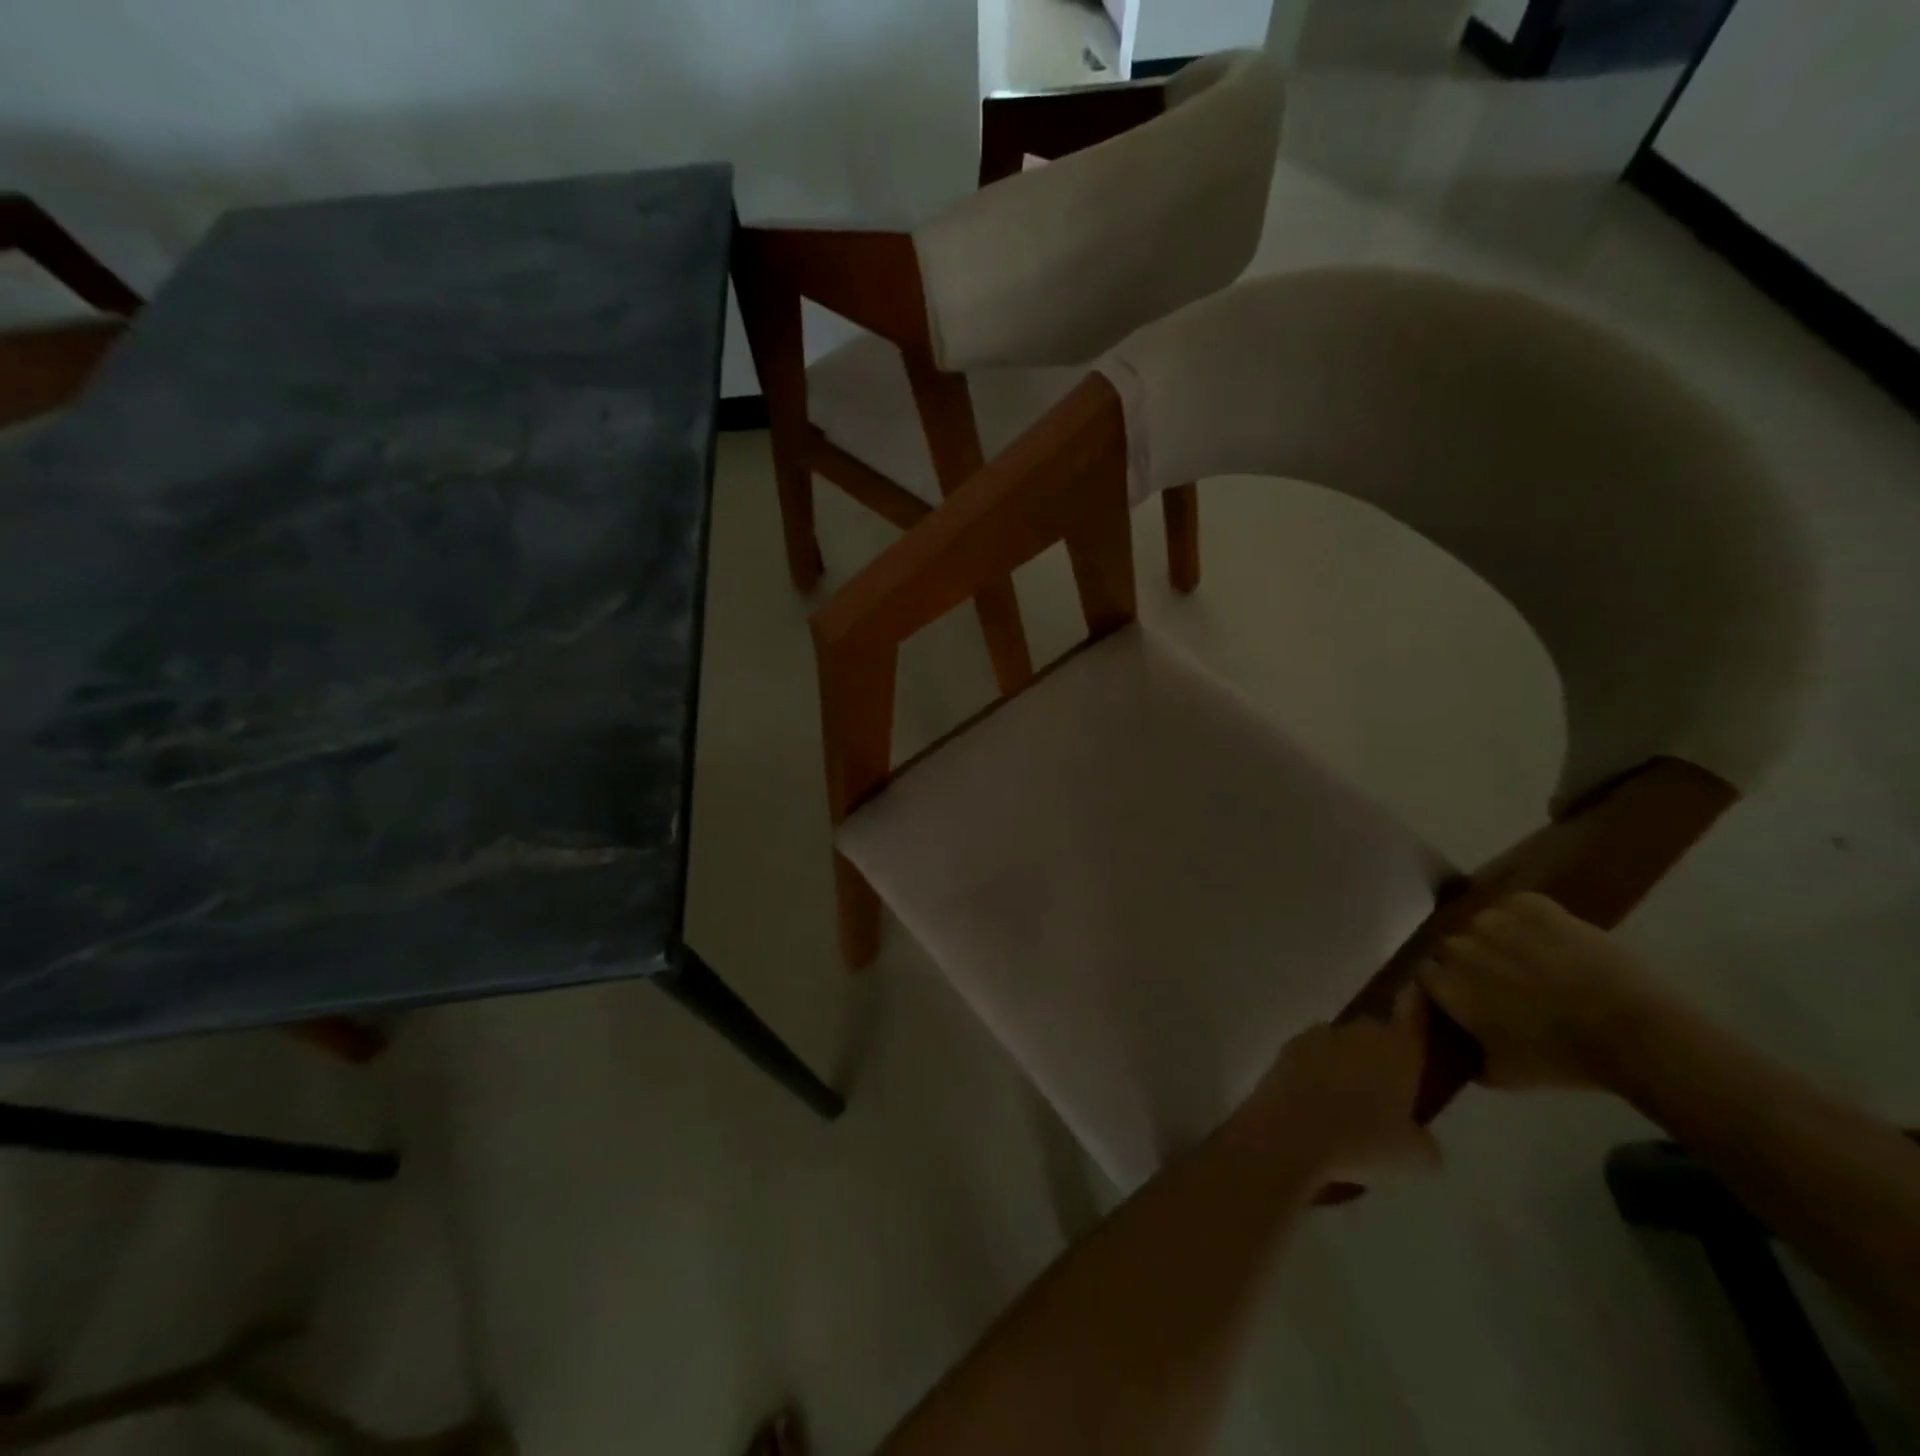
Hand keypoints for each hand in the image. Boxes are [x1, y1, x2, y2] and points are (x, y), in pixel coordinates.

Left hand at [1250, 985, 1439, 1187]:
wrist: (1290, 1131)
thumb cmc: (1362, 1140)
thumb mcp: (1413, 1155)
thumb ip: (1424, 1141)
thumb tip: (1422, 1139)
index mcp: (1397, 1049)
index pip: (1413, 1014)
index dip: (1417, 1004)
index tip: (1417, 994)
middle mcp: (1358, 1032)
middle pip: (1376, 1032)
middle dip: (1382, 1052)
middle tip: (1387, 1084)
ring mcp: (1319, 1036)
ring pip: (1342, 1043)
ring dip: (1347, 1061)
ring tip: (1349, 1098)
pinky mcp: (1288, 1047)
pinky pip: (1313, 1054)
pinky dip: (1318, 1070)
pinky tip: (1318, 1099)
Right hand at [1415, 892, 1670, 1089]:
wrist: (1634, 1032)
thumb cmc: (1562, 1058)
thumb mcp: (1505, 1074)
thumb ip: (1470, 1058)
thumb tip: (1459, 1053)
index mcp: (1445, 983)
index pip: (1425, 973)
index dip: (1444, 984)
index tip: (1465, 997)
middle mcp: (1457, 945)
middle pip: (1452, 946)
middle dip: (1470, 960)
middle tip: (1501, 980)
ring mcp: (1493, 919)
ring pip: (1484, 924)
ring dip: (1498, 938)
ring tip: (1529, 957)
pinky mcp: (1530, 904)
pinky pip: (1517, 907)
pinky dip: (1528, 919)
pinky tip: (1549, 938)